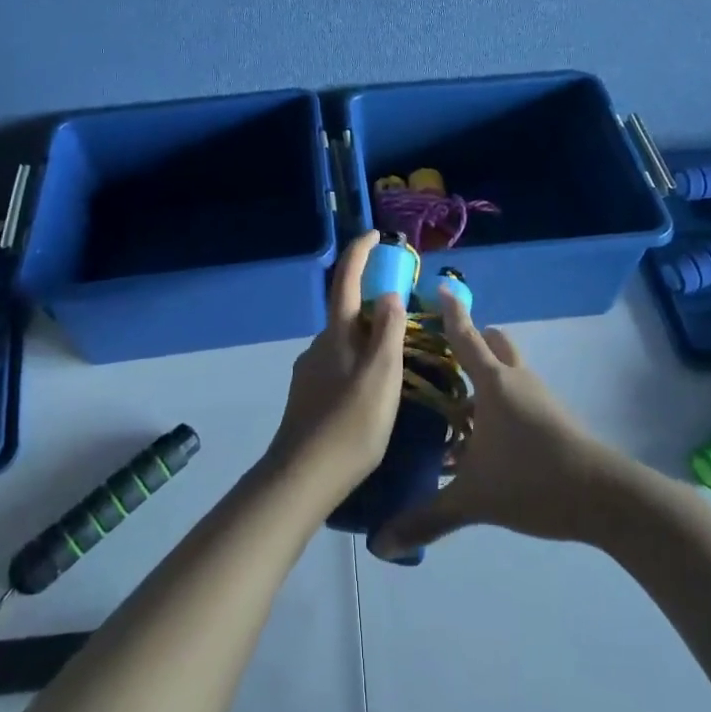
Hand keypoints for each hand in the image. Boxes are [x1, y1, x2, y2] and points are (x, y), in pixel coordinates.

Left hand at [264, 232, 406, 511]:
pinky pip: (340, 366)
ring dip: (368, 340)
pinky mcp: (309, 397)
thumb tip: (388, 294)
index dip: (360, 253)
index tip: (375, 234)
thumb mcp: (381, 375)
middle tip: (407, 317)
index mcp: (337, 334)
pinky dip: (359, 364)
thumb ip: (387, 332)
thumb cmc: (350, 423)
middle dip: (374, 305)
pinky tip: (373, 392)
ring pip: (345, 343)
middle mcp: (320, 345)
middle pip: (348, 313)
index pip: (347, 280)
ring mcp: (310, 372)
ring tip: (398, 361)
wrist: (303, 477)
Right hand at [368, 294, 626, 560]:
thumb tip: (380, 544)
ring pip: (509, 370)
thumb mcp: (473, 500)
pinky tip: (484, 438)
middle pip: (494, 344)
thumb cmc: (533, 480)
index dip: (452, 312)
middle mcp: (517, 380)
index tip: (442, 287)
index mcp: (494, 383)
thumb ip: (427, 519)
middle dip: (473, 341)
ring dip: (486, 375)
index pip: (465, 337)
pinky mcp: (554, 418)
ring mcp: (539, 398)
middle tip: (443, 355)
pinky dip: (500, 402)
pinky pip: (520, 395)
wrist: (606, 498)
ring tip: (456, 402)